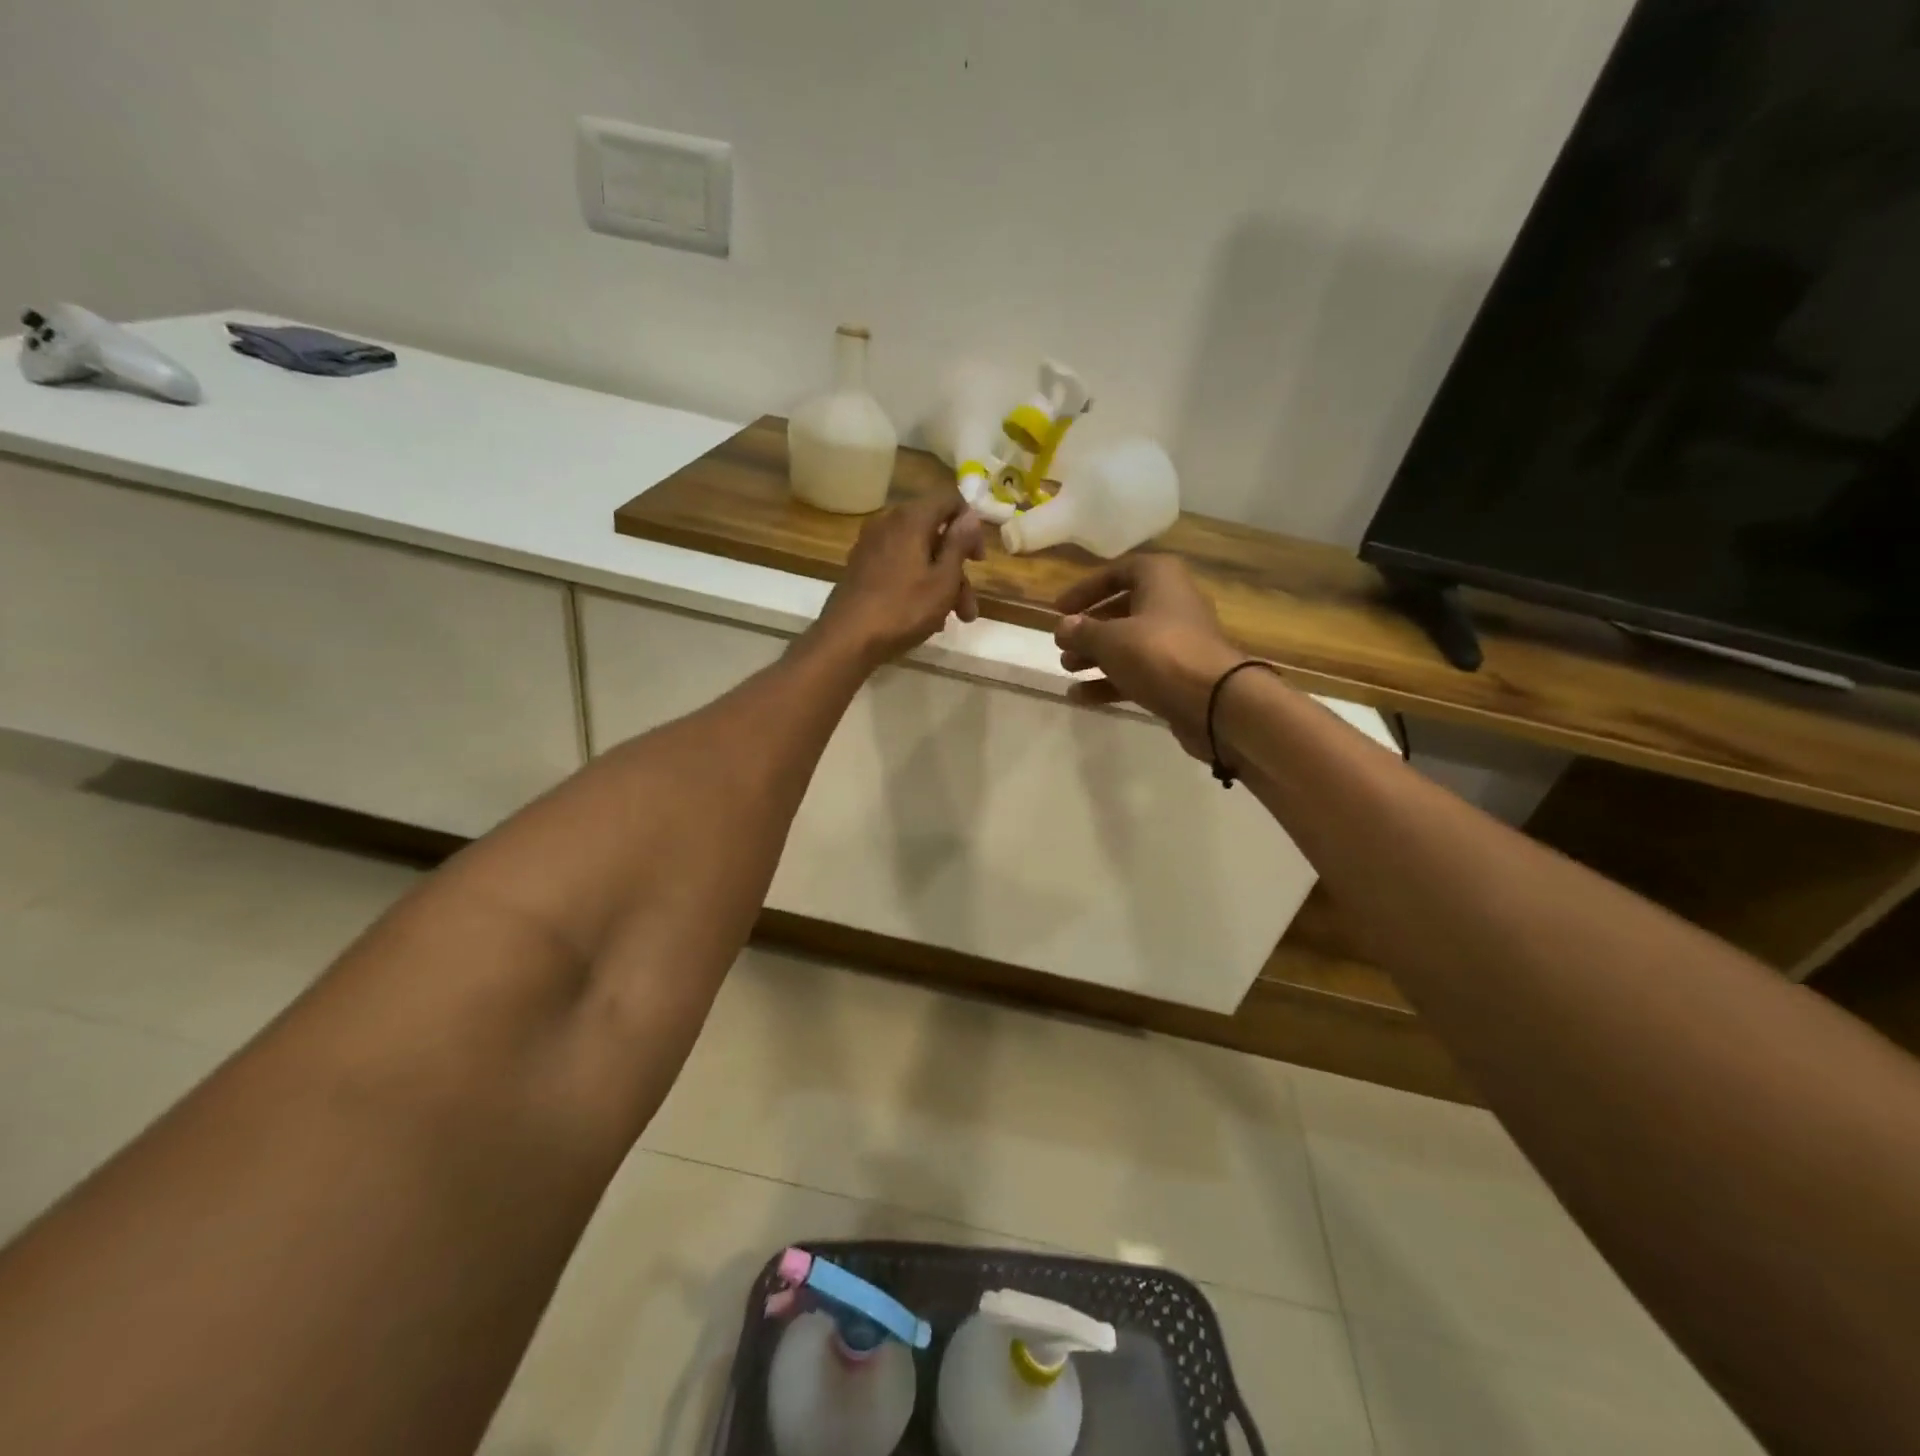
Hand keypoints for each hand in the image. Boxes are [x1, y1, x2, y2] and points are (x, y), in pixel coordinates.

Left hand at [808, 492, 984, 668]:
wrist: (846, 639)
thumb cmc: (903, 609)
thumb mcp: (943, 580)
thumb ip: (958, 545)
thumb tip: (970, 516)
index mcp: (911, 519)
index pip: (948, 500)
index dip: (970, 525)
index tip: (977, 559)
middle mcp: (888, 523)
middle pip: (934, 534)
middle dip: (957, 570)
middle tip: (968, 607)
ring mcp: (871, 545)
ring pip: (917, 555)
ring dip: (940, 583)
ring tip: (951, 620)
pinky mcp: (861, 567)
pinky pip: (898, 566)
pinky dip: (916, 584)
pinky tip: (925, 616)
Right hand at [1053, 555, 1246, 758]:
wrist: (1214, 702)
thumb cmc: (1159, 653)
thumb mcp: (1111, 639)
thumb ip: (1082, 631)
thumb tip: (1063, 627)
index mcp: (1160, 579)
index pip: (1118, 572)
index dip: (1086, 588)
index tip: (1060, 609)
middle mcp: (1172, 604)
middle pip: (1123, 610)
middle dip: (1089, 628)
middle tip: (1062, 644)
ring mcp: (1178, 642)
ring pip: (1129, 644)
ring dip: (1096, 656)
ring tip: (1067, 669)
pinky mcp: (1178, 676)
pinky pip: (1138, 672)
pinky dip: (1110, 682)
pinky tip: (1080, 697)